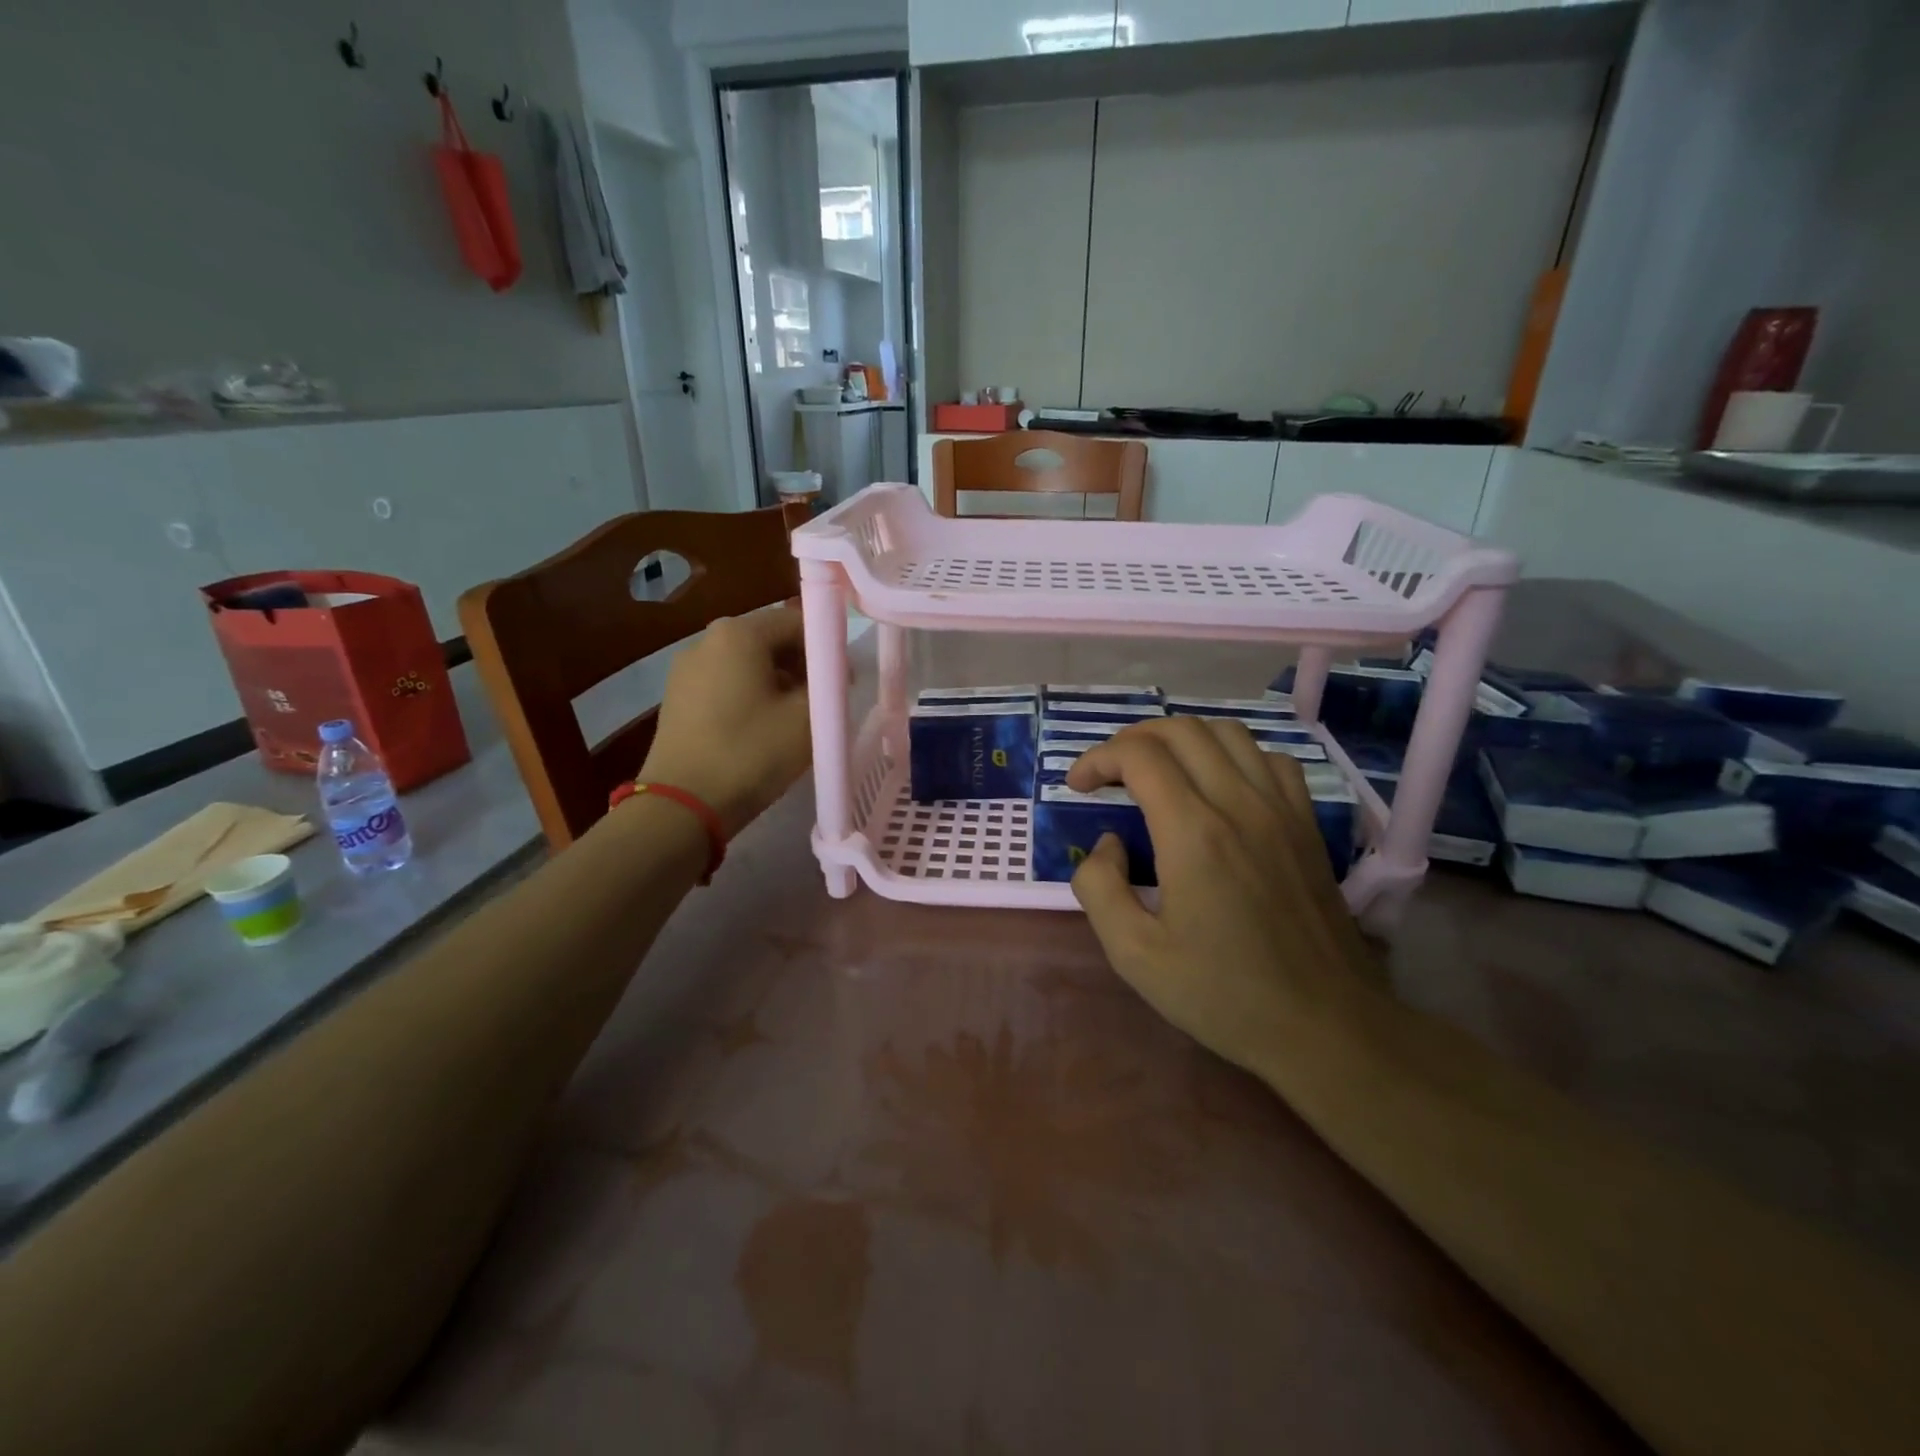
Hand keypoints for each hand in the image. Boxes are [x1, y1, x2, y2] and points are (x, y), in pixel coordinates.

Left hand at [639, 605, 811, 836]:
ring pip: (748, 664)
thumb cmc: (752, 753)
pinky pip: (725, 685)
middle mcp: (707, 640)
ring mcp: (686, 669)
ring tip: (793, 722)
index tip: (843, 683)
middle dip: (802, 666)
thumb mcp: (808, 717)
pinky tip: (760, 731)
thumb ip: (829, 682)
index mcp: (738, 633)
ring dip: (777, 684)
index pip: (797, 621)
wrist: (683, 806)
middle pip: (770, 640)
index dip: (827, 649)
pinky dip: (750, 698)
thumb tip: (831, 672)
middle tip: (822, 704)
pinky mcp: (677, 698)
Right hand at [1066, 717, 1375, 1075]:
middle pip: (1179, 730)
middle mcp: (1239, 804)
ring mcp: (1280, 808)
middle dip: (1131, 740)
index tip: (1077, 786)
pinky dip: (1232, 754)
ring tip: (1157, 770)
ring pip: (1226, 732)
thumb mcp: (1134, 954)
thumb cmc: (1223, 994)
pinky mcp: (1306, 822)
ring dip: (1180, 738)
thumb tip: (1109, 842)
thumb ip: (1098, 887)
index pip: (1138, 755)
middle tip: (1108, 774)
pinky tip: (1218, 785)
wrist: (1325, 1025)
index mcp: (1193, 833)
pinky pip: (1268, 758)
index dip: (1097, 758)